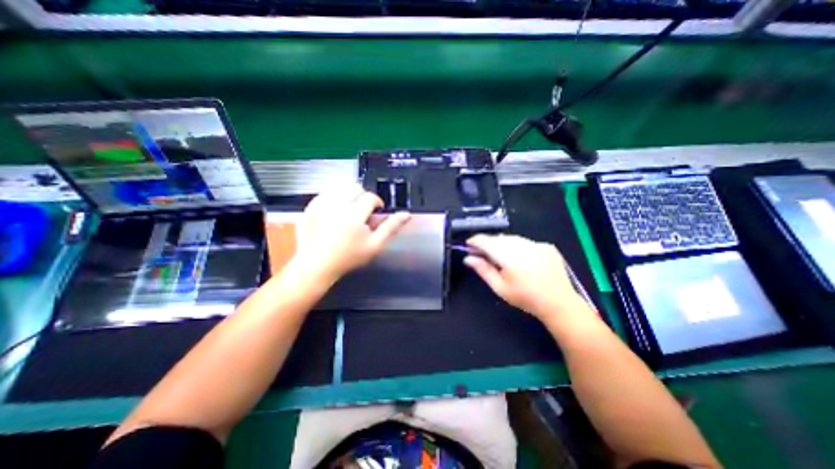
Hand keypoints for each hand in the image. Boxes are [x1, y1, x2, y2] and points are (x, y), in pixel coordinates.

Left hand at [291, 186, 410, 283]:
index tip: (375, 212)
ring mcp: (320, 205)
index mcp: (354, 215)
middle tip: (362, 211)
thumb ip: (391, 227)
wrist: (317, 265)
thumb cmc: (349, 257)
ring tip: (349, 210)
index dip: (376, 203)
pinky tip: (334, 211)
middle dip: (362, 196)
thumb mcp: (375, 245)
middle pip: (355, 187)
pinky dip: (333, 198)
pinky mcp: (310, 207)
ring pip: (339, 187)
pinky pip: (325, 193)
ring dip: (348, 195)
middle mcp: (336, 205)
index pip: (370, 197)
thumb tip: (406, 214)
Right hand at [467, 234, 588, 322]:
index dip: (474, 241)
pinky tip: (521, 260)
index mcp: (508, 256)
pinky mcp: (546, 246)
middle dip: (488, 244)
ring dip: (502, 244)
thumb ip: (483, 270)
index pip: (486, 241)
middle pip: (498, 238)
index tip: (468, 246)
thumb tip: (468, 258)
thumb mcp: (499, 287)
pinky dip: (518, 247)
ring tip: (502, 258)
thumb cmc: (525, 298)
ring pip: (512, 238)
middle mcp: (522, 245)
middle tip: (483, 254)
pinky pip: (526, 242)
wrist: (559, 303)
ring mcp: (536, 244)